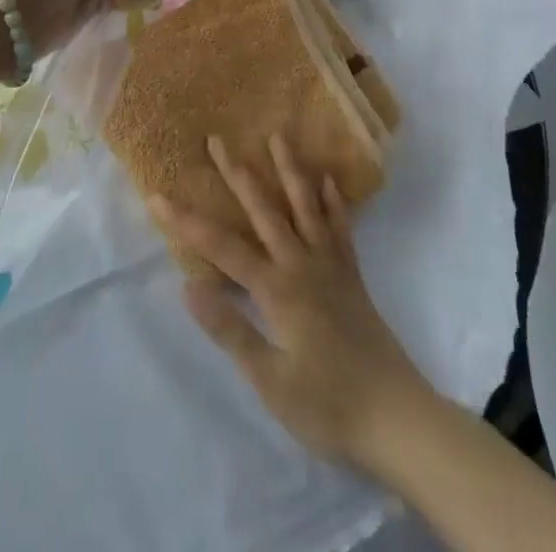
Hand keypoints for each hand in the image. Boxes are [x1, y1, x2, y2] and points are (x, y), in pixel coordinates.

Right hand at [154, 134, 433, 470]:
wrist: (398, 418)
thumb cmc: (328, 406)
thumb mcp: (271, 382)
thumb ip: (231, 331)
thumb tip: (188, 286)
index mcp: (277, 289)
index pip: (222, 248)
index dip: (187, 222)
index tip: (157, 196)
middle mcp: (301, 265)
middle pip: (264, 210)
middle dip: (236, 174)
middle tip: (217, 139)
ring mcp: (330, 266)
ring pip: (305, 206)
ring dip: (289, 170)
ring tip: (278, 136)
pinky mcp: (352, 276)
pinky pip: (340, 228)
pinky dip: (333, 202)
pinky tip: (328, 181)